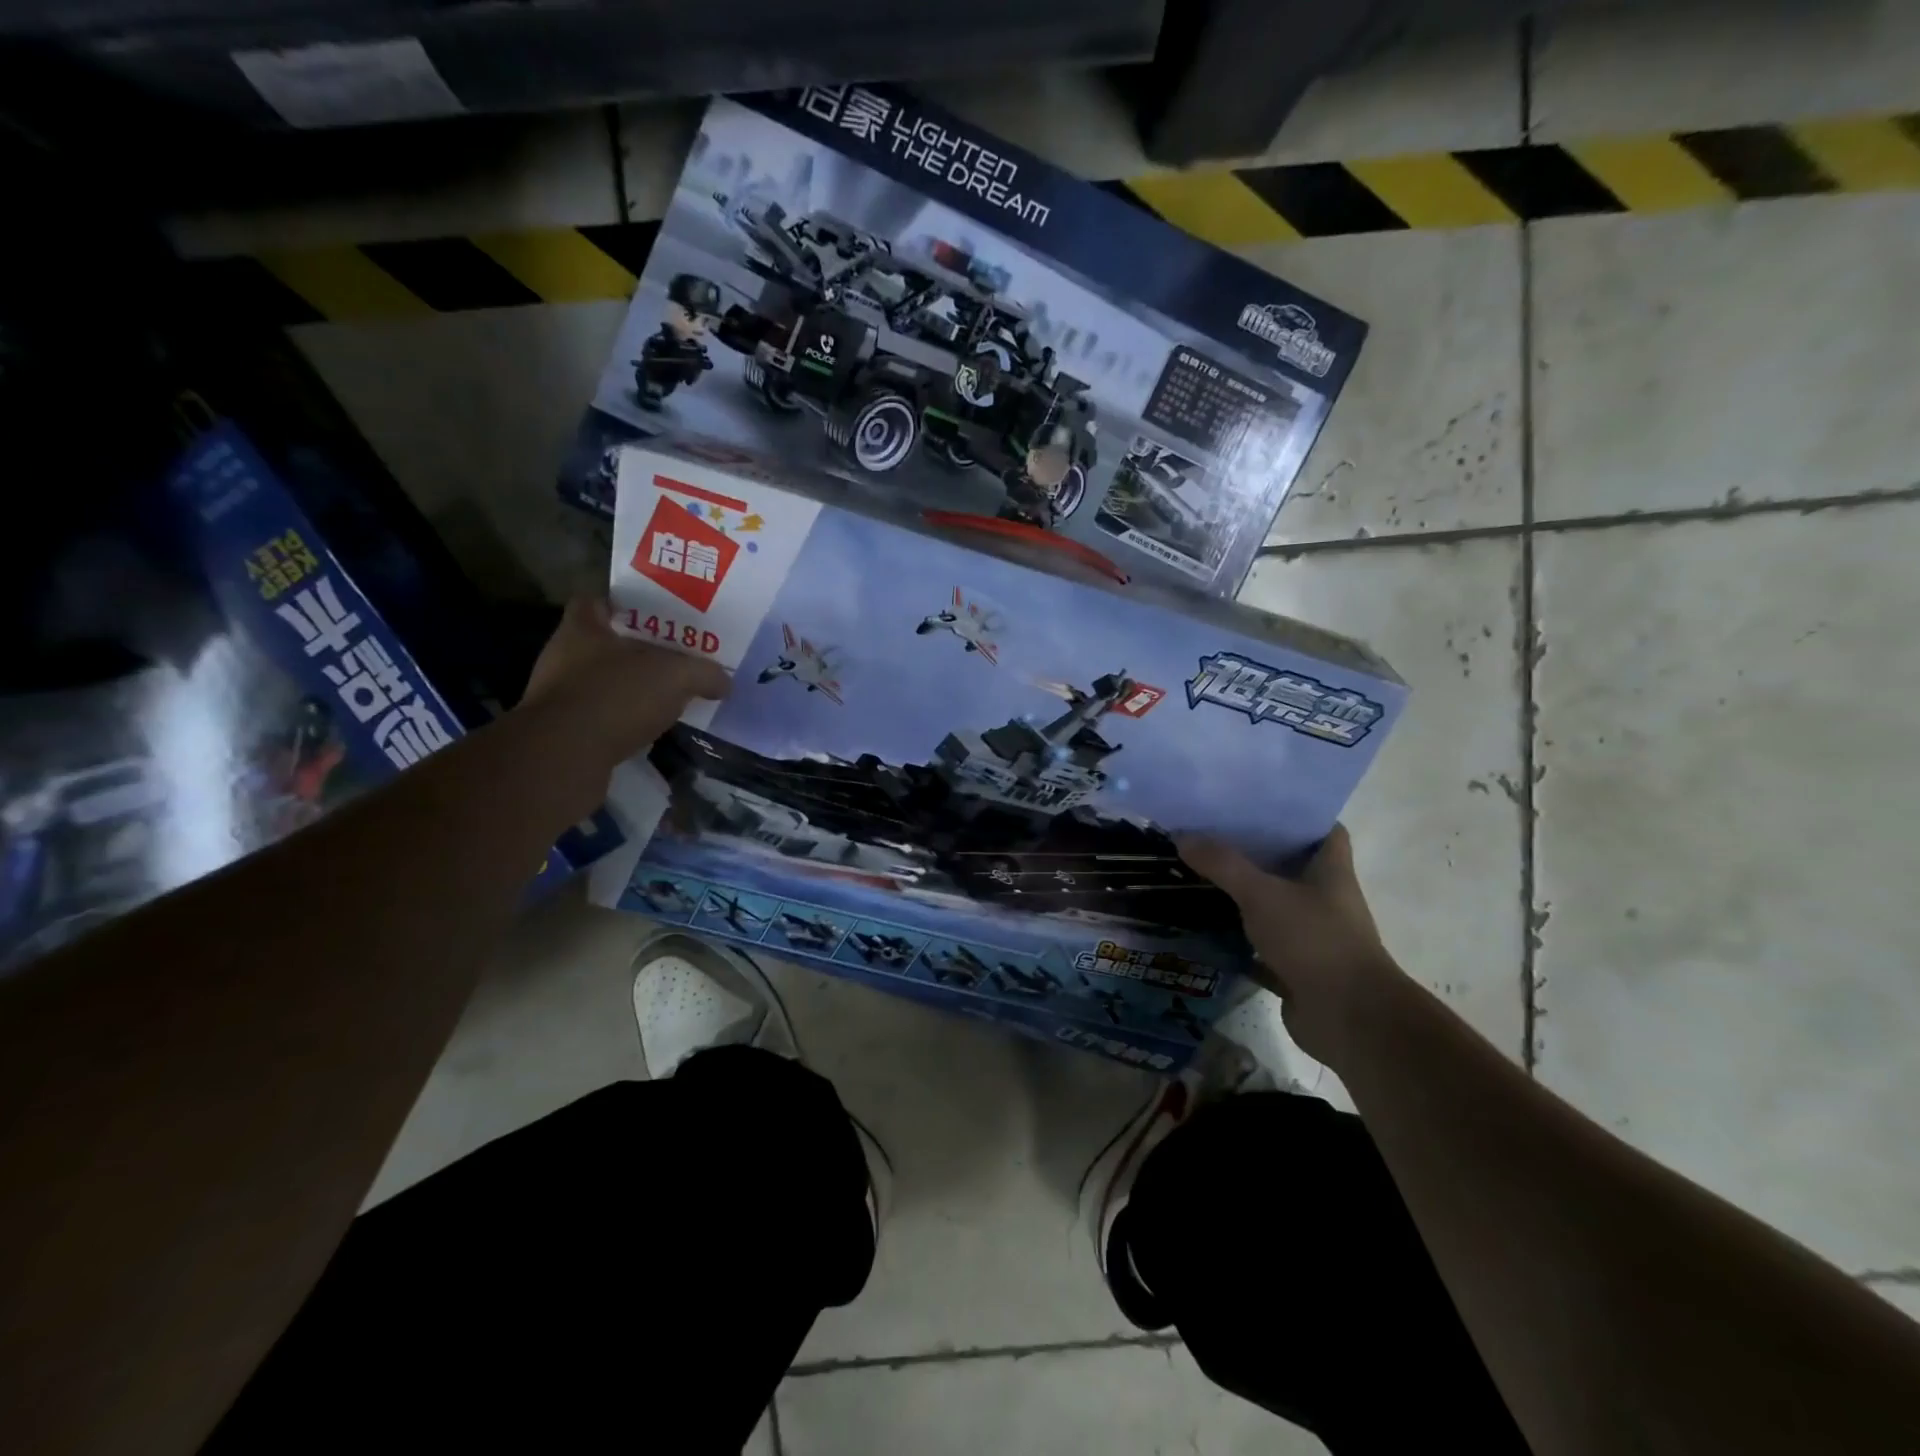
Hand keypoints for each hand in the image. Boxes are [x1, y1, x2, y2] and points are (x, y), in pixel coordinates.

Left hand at [521, 595, 729, 767]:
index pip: (595, 601)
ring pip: (602, 683)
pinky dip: (622, 722)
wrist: (563, 758)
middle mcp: (563, 656)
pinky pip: (600, 718)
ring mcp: (558, 696)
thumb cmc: (616, 697)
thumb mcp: (676, 676)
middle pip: (604, 644)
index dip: (623, 605)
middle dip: (636, 651)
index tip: (654, 617)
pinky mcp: (562, 733)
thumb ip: (704, 673)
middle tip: (674, 659)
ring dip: (630, 690)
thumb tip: (724, 682)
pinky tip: (649, 730)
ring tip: (668, 697)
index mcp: (583, 628)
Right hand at [1177, 826, 1407, 1067]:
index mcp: (1331, 870)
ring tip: (1200, 870)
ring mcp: (1312, 933)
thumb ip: (1222, 864)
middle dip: (1256, 849)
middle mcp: (1325, 897)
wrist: (1349, 1018)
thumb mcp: (1262, 894)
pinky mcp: (1296, 964)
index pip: (1323, 828)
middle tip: (1212, 831)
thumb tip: (1181, 835)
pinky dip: (1237, 934)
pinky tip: (1204, 923)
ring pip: (1273, 902)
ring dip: (1243, 891)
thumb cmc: (1315, 941)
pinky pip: (1262, 941)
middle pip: (1291, 863)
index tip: (1257, 801)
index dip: (1296, 813)